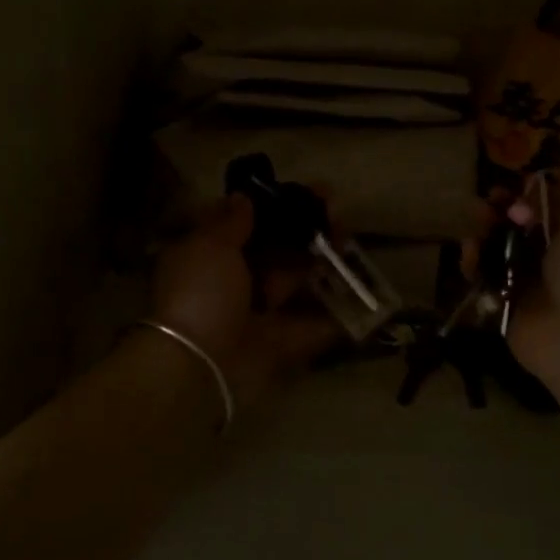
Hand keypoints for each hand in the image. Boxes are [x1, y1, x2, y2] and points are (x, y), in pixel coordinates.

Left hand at [151, 195, 340, 412]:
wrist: (200, 366)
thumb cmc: (203, 293)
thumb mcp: (211, 245)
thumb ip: (232, 221)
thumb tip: (243, 196)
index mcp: (209, 254)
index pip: (243, 222)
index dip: (274, 205)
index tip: (305, 193)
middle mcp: (230, 282)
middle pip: (273, 251)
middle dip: (304, 233)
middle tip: (338, 216)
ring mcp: (255, 314)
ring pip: (293, 282)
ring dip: (321, 265)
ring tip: (351, 244)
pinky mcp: (277, 344)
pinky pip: (309, 326)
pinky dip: (333, 317)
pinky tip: (360, 296)